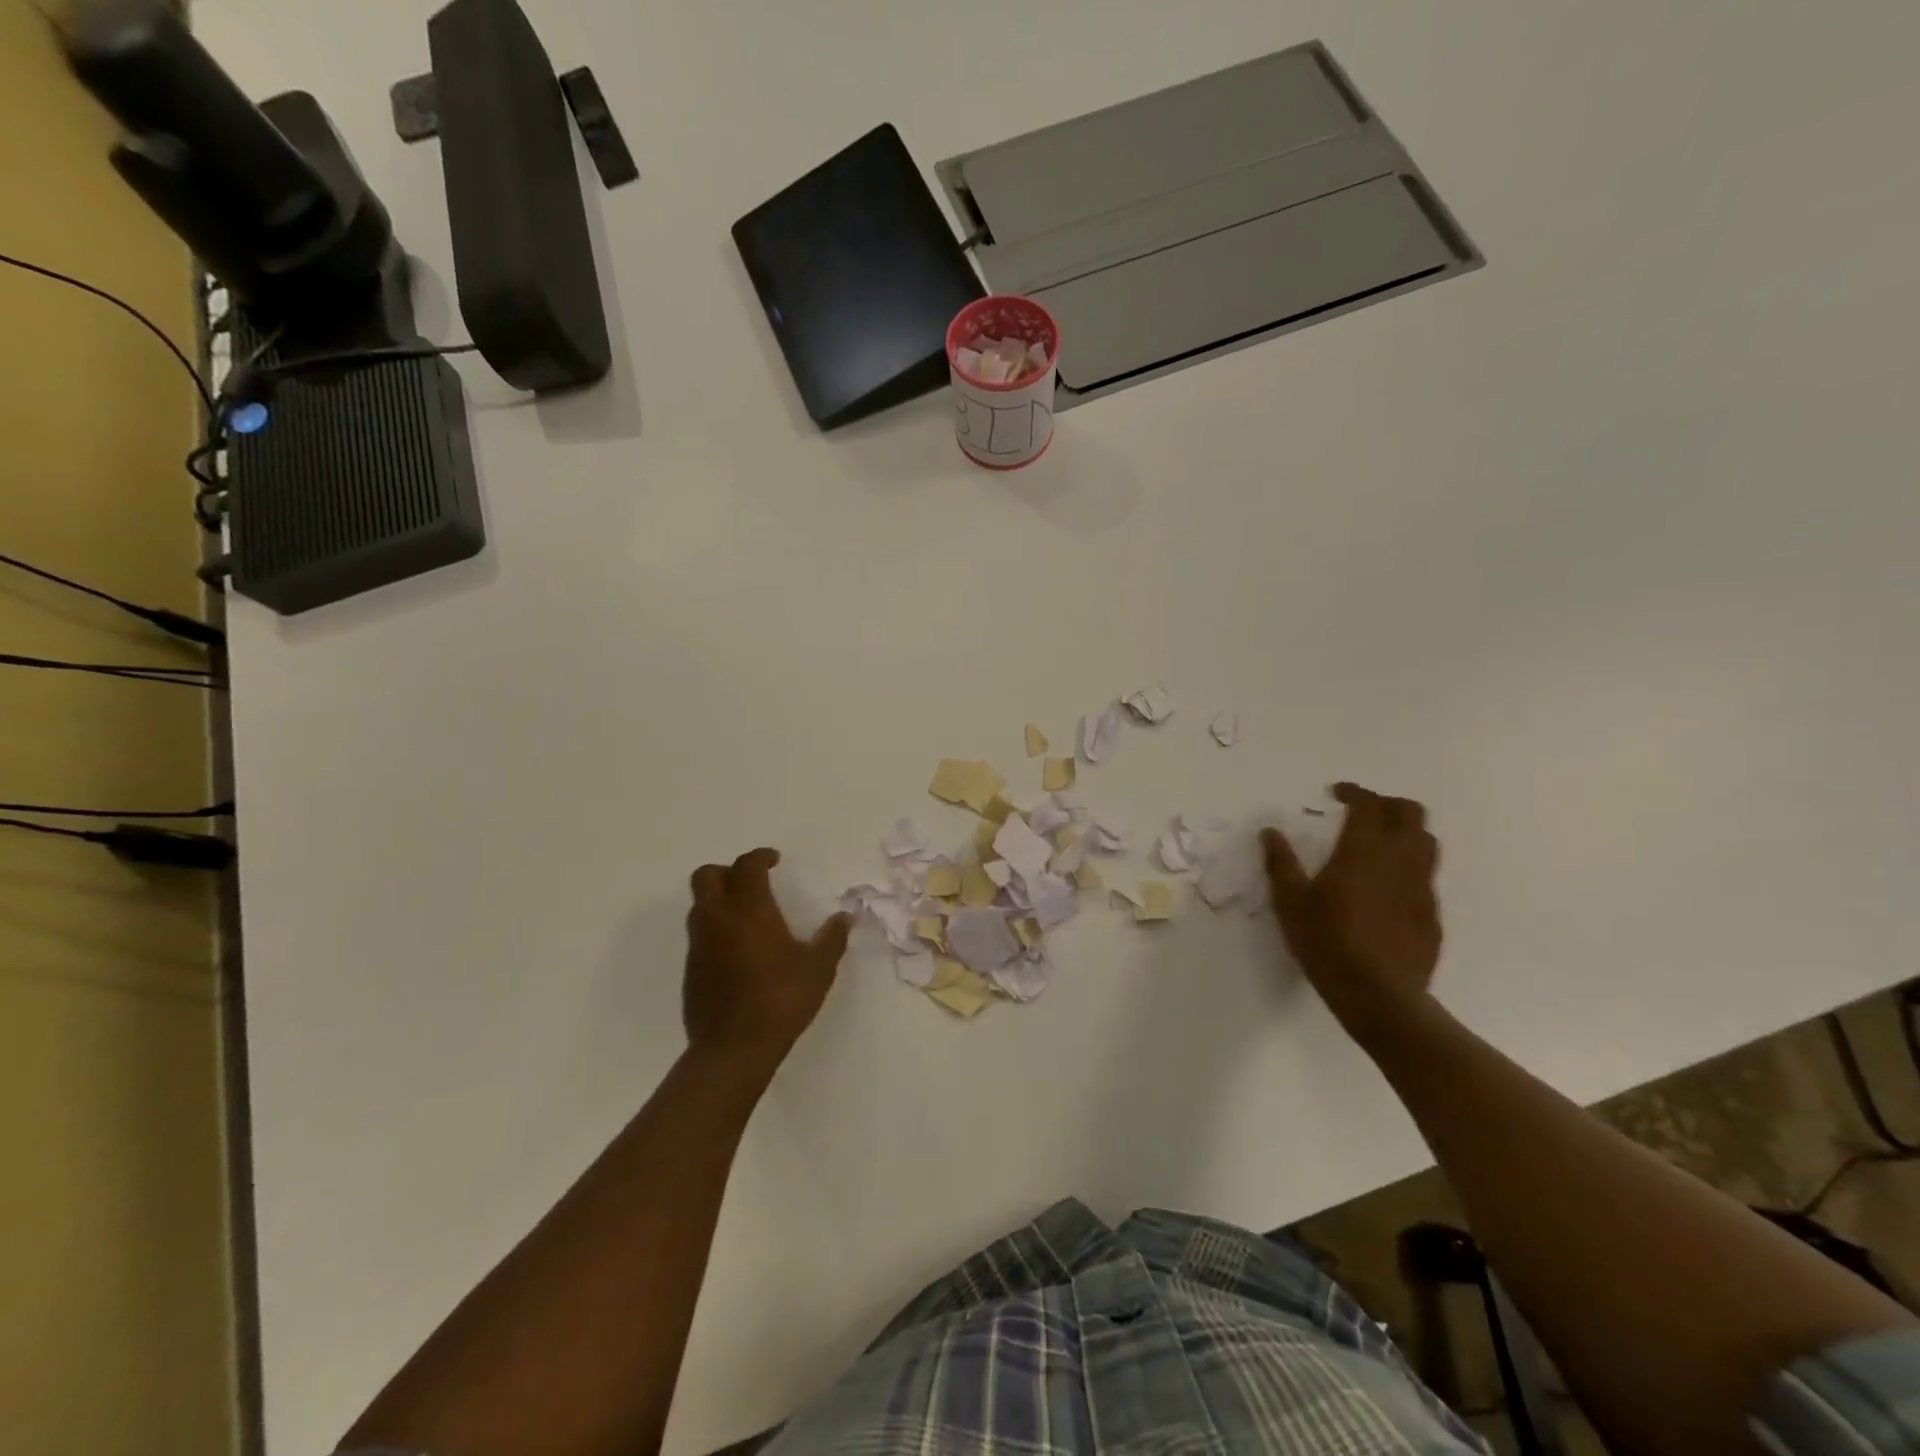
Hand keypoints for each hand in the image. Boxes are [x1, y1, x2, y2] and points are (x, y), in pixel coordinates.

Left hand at [683, 848, 851, 1075]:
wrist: (733, 1050)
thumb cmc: (780, 1000)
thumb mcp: (818, 968)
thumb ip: (832, 938)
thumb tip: (844, 917)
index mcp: (749, 910)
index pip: (746, 866)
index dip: (760, 857)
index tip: (775, 860)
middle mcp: (717, 919)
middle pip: (706, 876)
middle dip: (728, 871)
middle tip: (753, 883)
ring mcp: (699, 945)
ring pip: (700, 905)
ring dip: (720, 900)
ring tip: (748, 916)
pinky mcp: (691, 970)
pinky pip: (700, 935)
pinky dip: (716, 929)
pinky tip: (739, 951)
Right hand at [1262, 783, 1441, 1046]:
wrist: (1380, 996)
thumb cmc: (1327, 944)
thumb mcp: (1291, 904)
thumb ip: (1281, 864)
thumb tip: (1271, 832)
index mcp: (1362, 852)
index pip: (1368, 805)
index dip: (1354, 792)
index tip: (1337, 793)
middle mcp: (1399, 860)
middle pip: (1409, 812)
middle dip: (1387, 803)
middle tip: (1362, 812)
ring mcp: (1422, 886)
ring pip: (1427, 840)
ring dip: (1405, 830)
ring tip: (1380, 842)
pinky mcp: (1432, 912)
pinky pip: (1427, 873)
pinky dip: (1410, 864)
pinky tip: (1389, 884)